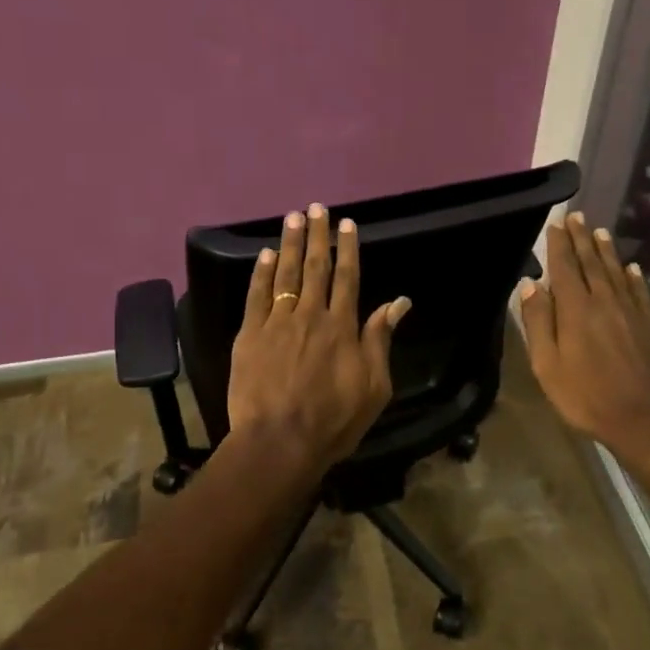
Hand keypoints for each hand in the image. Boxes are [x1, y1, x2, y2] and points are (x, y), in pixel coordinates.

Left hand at [226, 203, 409, 475]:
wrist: (280, 441)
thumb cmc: (334, 420)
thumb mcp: (374, 385)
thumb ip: (381, 339)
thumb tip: (399, 302)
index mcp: (343, 326)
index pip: (348, 278)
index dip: (348, 249)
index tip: (347, 224)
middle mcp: (311, 315)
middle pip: (316, 267)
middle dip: (318, 236)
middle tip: (317, 208)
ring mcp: (277, 322)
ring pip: (286, 274)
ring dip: (291, 244)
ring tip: (293, 217)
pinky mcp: (250, 335)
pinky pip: (257, 296)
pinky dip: (262, 273)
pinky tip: (266, 254)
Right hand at [518, 212, 649, 476]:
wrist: (648, 420)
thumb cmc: (588, 396)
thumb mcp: (548, 365)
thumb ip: (538, 322)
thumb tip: (530, 283)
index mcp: (576, 309)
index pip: (564, 267)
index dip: (558, 244)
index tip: (555, 223)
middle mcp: (604, 301)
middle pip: (591, 262)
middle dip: (582, 238)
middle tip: (577, 216)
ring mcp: (631, 311)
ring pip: (616, 271)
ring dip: (606, 250)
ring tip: (599, 232)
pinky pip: (639, 291)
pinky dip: (633, 276)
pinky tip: (631, 268)